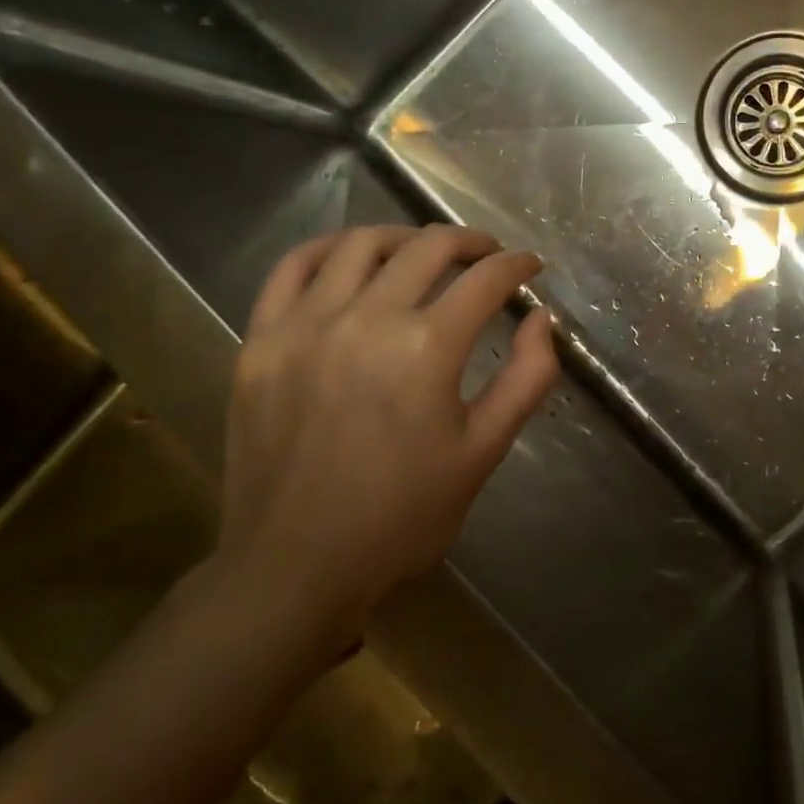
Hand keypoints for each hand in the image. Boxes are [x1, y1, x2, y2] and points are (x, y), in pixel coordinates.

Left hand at [213, 224, 557, 655]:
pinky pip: (293, 267)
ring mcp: (305, 324)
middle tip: (487, 254)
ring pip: (361, 243)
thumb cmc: (403, 515)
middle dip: (470, 242)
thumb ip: (526, 378)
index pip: (485, 279)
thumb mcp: (483, 452)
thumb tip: (541, 319)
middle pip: (427, 247)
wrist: (296, 566)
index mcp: (427, 348)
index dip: (516, 265)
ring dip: (405, 237)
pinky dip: (330, 248)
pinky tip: (351, 256)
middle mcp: (366, 319)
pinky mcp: (262, 339)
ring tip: (424, 251)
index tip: (530, 265)